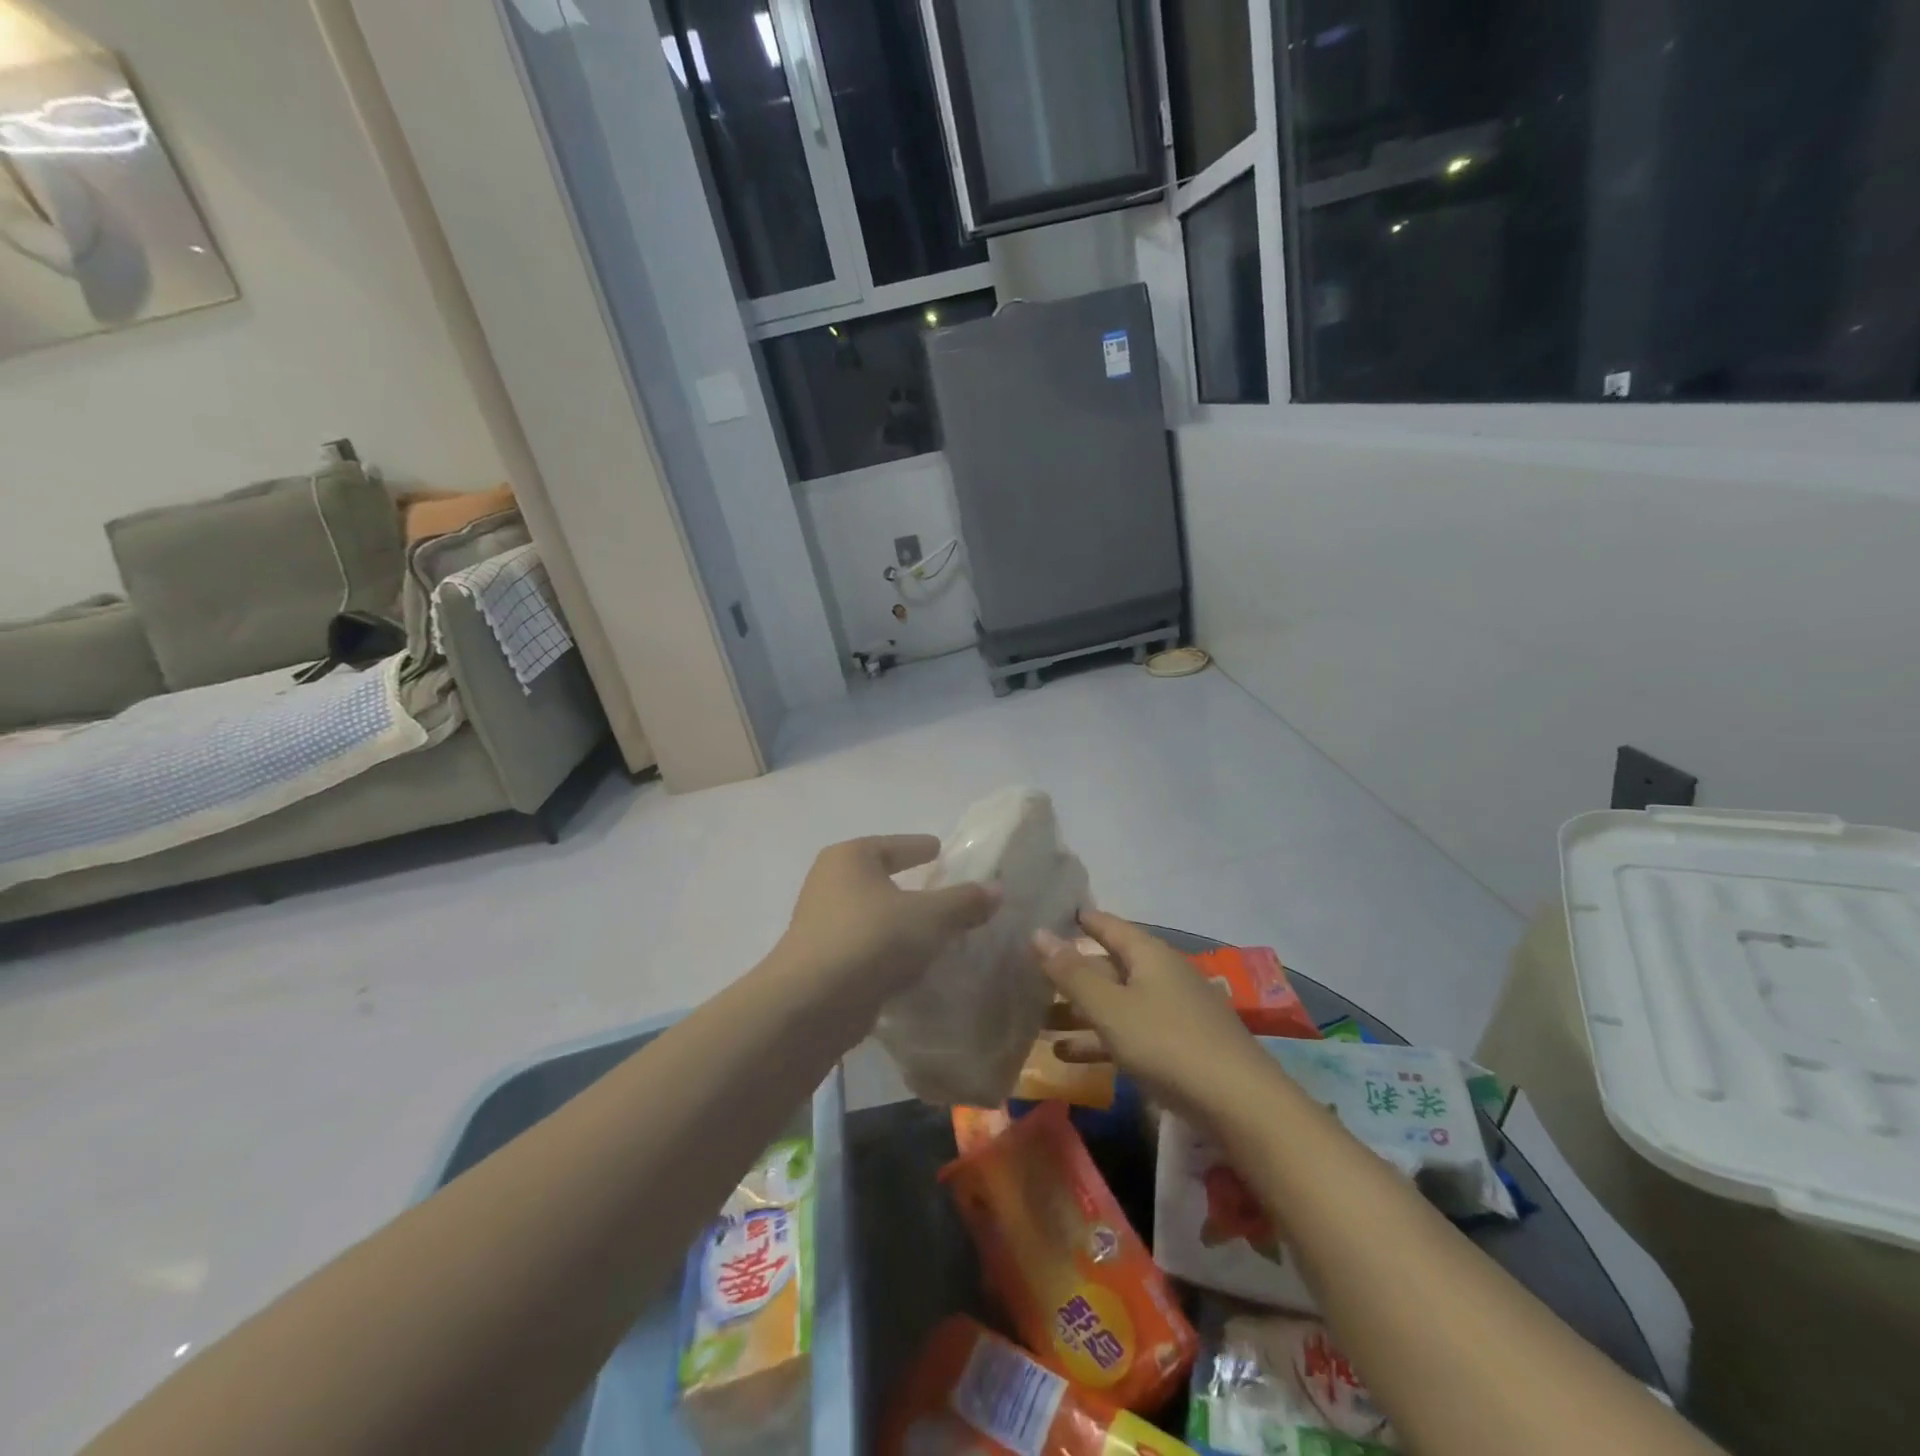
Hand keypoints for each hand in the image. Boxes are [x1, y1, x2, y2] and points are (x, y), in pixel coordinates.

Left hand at [774, 835, 998, 1028]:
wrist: (812, 1004)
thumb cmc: (872, 939)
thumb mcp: (930, 916)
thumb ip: (964, 901)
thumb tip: (997, 888)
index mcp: (850, 858)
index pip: (893, 845)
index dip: (918, 847)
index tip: (939, 849)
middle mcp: (828, 883)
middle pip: (878, 878)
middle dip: (907, 886)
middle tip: (941, 889)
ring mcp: (819, 924)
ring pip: (870, 915)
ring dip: (897, 922)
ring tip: (933, 931)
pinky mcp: (820, 962)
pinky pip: (864, 948)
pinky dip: (886, 951)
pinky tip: (911, 965)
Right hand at [1035, 910, 1272, 1126]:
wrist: (1240, 1104)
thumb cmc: (1167, 1043)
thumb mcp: (1111, 1008)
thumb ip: (1072, 973)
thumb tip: (1037, 931)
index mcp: (1148, 954)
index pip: (1107, 925)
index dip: (1078, 919)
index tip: (1046, 916)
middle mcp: (1161, 974)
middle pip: (1108, 966)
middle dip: (1069, 974)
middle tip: (1028, 976)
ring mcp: (1171, 1011)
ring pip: (1115, 1003)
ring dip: (1078, 1012)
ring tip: (1037, 1022)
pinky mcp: (1177, 1046)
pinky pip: (1128, 1032)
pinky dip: (1099, 1039)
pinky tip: (1066, 1056)